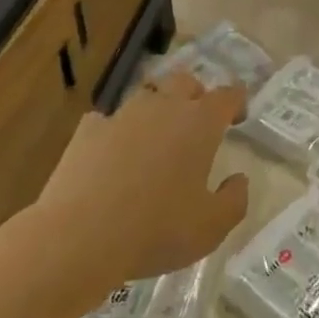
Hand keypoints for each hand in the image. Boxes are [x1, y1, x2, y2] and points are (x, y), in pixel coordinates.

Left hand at [31, 69, 249, 290]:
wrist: (79, 236)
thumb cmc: (155, 230)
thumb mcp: (211, 228)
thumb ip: (234, 201)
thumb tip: (239, 180)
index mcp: (200, 124)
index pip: (227, 95)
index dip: (236, 101)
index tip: (238, 116)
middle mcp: (164, 107)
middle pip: (185, 81)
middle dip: (196, 94)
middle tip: (197, 120)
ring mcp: (123, 115)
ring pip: (147, 95)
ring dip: (157, 108)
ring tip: (156, 136)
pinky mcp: (88, 130)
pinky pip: (107, 120)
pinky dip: (114, 131)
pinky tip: (111, 152)